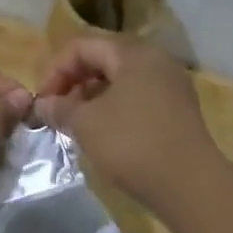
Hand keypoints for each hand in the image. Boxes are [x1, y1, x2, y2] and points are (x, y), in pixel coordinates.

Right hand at [39, 38, 232, 232]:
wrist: (190, 185)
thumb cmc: (132, 144)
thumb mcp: (85, 124)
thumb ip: (60, 107)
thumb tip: (43, 104)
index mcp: (133, 53)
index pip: (82, 47)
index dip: (55, 71)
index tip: (42, 101)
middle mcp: (156, 61)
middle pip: (103, 60)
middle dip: (73, 84)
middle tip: (57, 112)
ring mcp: (171, 86)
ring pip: (121, 81)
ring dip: (92, 98)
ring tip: (76, 125)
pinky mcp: (178, 110)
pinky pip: (137, 98)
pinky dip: (114, 109)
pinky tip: (103, 134)